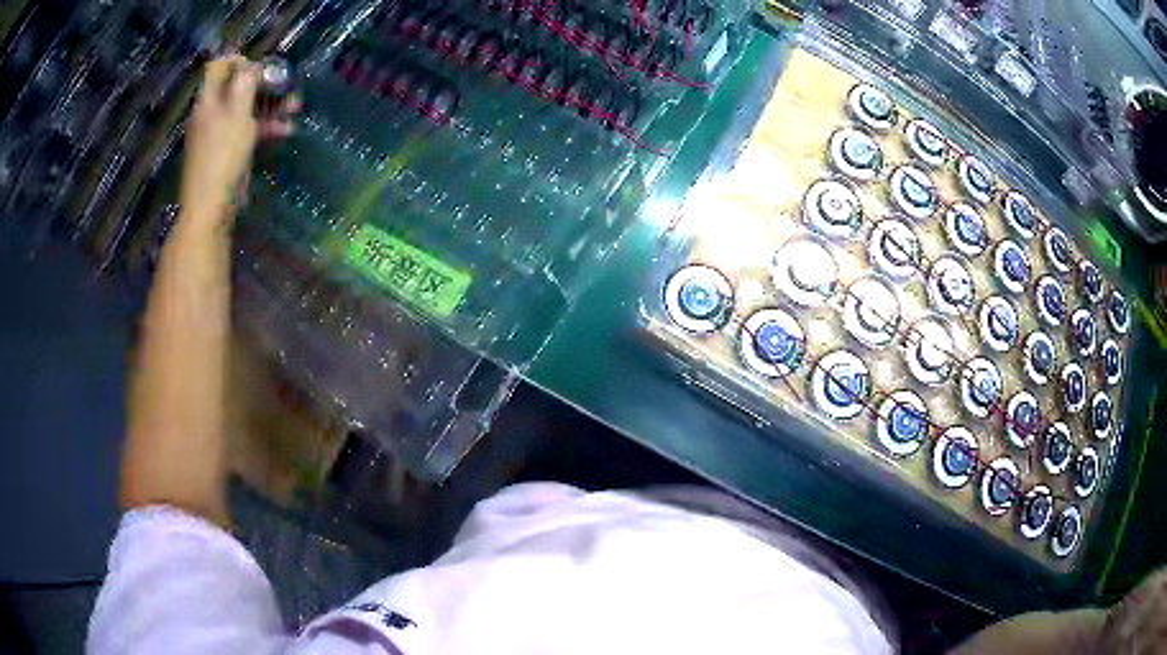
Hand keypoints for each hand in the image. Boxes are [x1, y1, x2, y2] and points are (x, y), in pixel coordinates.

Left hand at [180, 54, 299, 226]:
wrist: (211, 208)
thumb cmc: (223, 156)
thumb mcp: (238, 113)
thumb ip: (246, 84)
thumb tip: (252, 66)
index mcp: (209, 100)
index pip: (221, 65)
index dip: (242, 61)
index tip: (263, 67)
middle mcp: (212, 112)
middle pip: (239, 86)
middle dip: (265, 84)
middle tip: (287, 87)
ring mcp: (220, 132)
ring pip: (248, 108)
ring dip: (271, 106)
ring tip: (294, 109)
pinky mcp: (229, 151)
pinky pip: (248, 130)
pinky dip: (266, 127)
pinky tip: (286, 131)